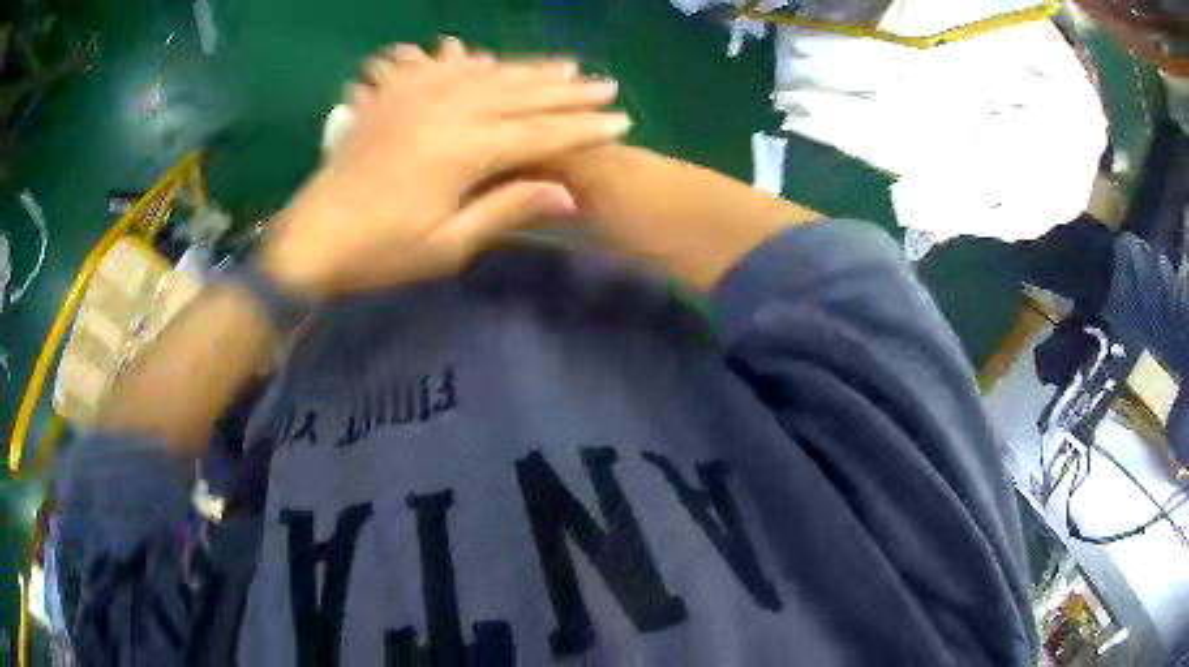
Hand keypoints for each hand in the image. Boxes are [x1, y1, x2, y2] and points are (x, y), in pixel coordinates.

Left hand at [260, 37, 629, 297]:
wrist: (310, 239)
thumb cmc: (379, 251)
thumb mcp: (447, 245)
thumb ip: (508, 209)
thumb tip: (569, 194)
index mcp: (464, 148)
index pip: (540, 132)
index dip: (583, 129)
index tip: (620, 124)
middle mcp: (446, 109)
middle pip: (520, 94)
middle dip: (568, 91)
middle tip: (606, 87)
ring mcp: (416, 96)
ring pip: (488, 74)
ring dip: (530, 70)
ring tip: (567, 65)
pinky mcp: (393, 96)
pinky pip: (443, 69)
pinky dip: (475, 64)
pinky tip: (490, 61)